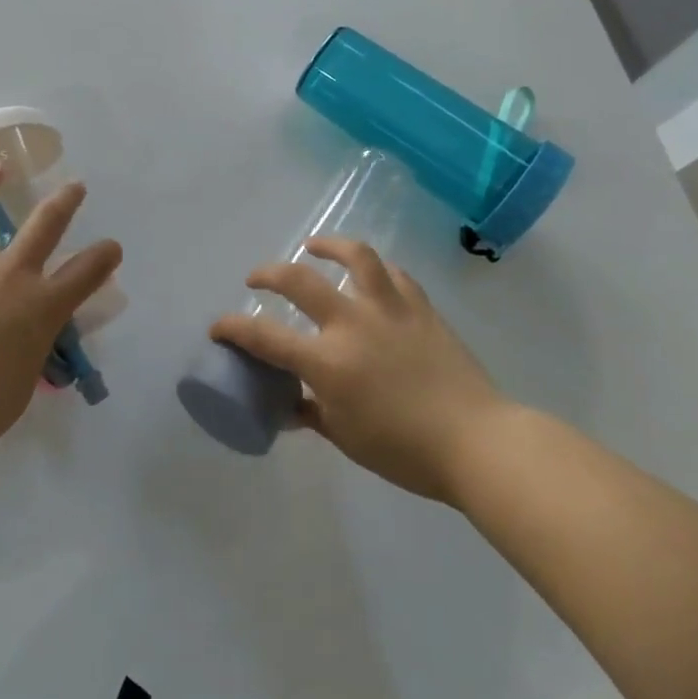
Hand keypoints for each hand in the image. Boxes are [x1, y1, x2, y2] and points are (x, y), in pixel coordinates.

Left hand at [0, 164, 121, 458]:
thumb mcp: (25, 378)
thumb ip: (31, 349)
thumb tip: (25, 341)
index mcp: (42, 306)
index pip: (86, 273)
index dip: (104, 257)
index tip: (112, 248)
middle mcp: (12, 277)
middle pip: (45, 226)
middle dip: (65, 203)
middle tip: (75, 187)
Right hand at [209, 237, 510, 506]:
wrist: (479, 443)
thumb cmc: (406, 451)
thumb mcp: (347, 438)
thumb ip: (312, 414)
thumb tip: (289, 406)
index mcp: (328, 362)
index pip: (264, 337)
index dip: (233, 328)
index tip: (218, 327)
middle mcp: (352, 324)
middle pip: (298, 280)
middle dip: (267, 274)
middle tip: (256, 279)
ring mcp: (389, 310)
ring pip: (355, 257)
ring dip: (328, 246)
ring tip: (314, 247)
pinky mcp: (421, 308)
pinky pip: (394, 275)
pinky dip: (375, 270)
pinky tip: (369, 274)